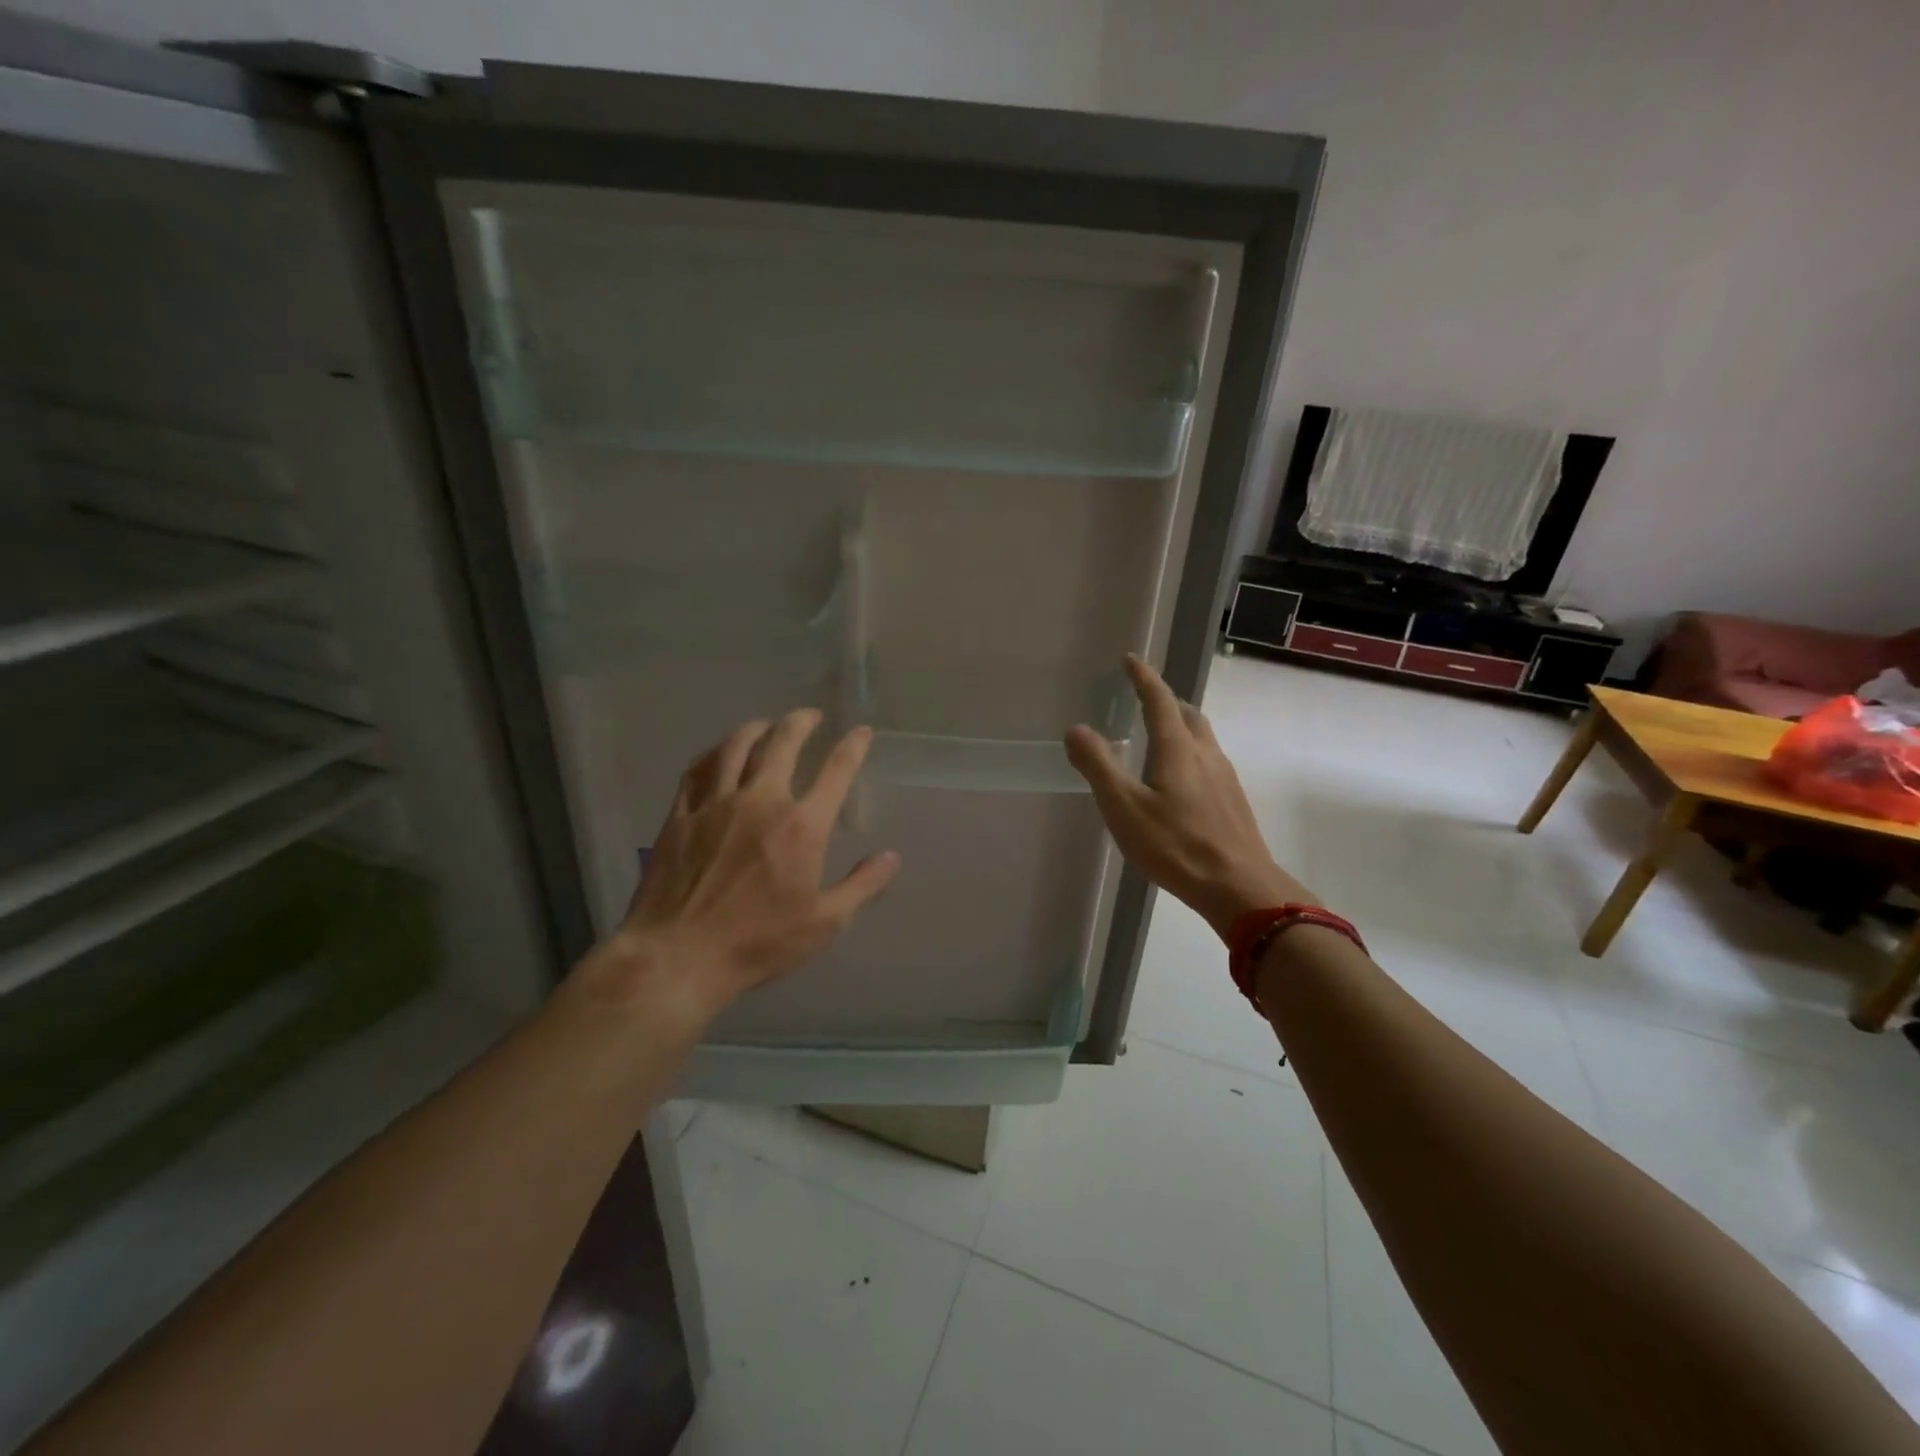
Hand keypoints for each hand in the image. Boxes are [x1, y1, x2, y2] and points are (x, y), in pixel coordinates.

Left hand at [572, 709, 899, 1020]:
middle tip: (810, 716)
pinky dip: (712, 753)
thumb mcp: (824, 923)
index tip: (860, 731)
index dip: (852, 746)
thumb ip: (862, 885)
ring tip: (766, 724)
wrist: (678, 956)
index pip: (835, 771)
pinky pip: (696, 770)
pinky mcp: (680, 816)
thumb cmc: (758, 943)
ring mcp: (715, 805)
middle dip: (801, 722)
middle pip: (782, 743)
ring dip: (756, 728)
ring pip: (736, 747)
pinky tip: (718, 753)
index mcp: (802, 826)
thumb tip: (891, 857)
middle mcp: (760, 801)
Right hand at [1065, 655, 1313, 940]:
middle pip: (1187, 714)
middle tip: (1144, 698)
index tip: (1130, 660)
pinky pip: (1209, 760)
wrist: (1240, 888)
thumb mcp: (1124, 808)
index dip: (1143, 677)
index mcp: (1178, 748)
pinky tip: (1180, 780)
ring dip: (1180, 725)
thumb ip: (1099, 766)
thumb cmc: (1176, 846)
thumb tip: (1076, 729)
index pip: (1159, 700)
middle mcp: (1205, 754)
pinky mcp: (1232, 801)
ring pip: (1202, 737)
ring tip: (1159, 735)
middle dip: (1165, 699)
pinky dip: (1190, 752)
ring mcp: (1225, 777)